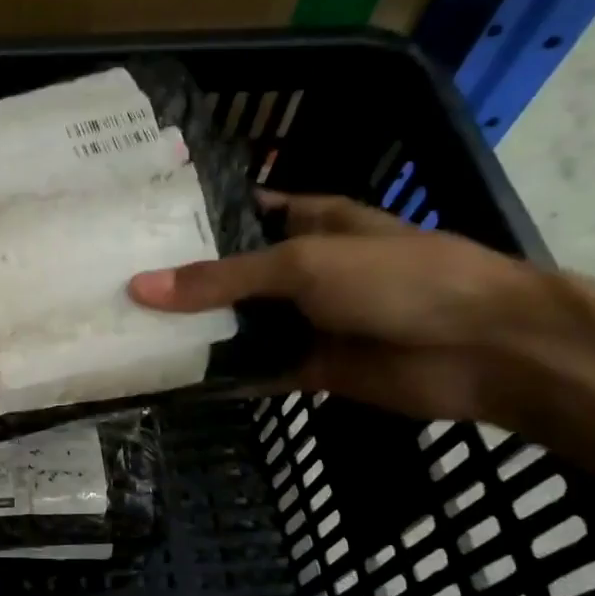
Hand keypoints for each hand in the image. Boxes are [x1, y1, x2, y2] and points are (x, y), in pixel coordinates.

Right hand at [128, 192, 572, 421]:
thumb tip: (139, 287)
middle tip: (111, 291)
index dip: (188, 222)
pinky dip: (219, 376)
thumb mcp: (304, 264)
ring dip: (193, 333)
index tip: (130, 233)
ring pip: (236, 326)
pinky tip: (169, 380)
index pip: (235, 214)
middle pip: (228, 276)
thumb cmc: (399, 280)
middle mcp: (299, 269)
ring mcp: (304, 320)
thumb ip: (221, 279)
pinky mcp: (308, 367)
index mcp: (307, 222)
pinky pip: (253, 370)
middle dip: (179, 284)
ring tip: (124, 334)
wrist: (483, 350)